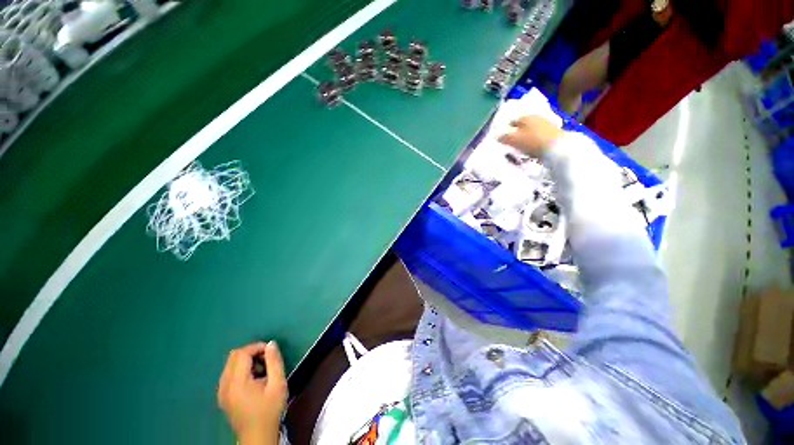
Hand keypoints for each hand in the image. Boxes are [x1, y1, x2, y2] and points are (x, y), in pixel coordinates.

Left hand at [218, 342, 286, 444]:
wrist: (257, 436)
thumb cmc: (269, 410)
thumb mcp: (278, 385)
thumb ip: (275, 362)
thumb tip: (271, 344)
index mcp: (237, 383)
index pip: (242, 354)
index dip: (257, 347)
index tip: (270, 352)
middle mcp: (224, 385)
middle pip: (234, 356)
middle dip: (252, 352)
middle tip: (267, 359)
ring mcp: (221, 391)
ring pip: (231, 363)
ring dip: (247, 360)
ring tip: (262, 370)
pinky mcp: (222, 396)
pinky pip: (229, 373)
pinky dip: (241, 369)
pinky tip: (253, 379)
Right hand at [497, 115, 564, 157]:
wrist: (558, 147)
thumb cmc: (532, 141)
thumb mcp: (513, 139)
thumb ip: (503, 137)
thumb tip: (497, 136)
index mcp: (524, 116)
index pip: (511, 121)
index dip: (505, 130)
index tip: (502, 139)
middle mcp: (535, 117)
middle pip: (521, 125)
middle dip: (515, 133)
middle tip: (510, 144)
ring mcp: (545, 124)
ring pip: (530, 130)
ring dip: (525, 137)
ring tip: (520, 148)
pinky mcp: (552, 133)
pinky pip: (537, 136)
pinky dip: (533, 141)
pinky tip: (531, 148)